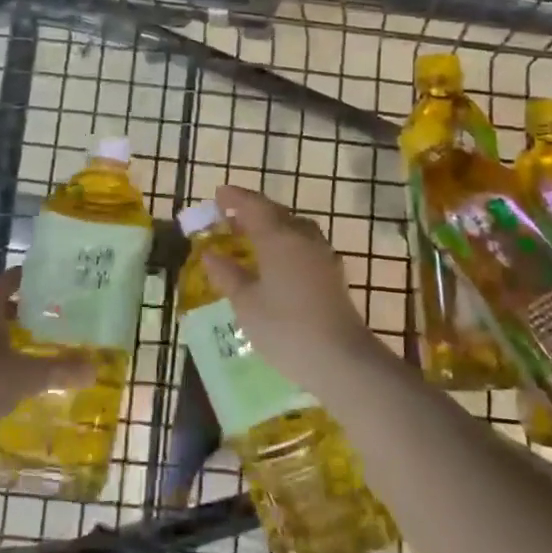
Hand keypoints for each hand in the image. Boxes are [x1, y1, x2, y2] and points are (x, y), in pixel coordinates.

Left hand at [0, 267, 95, 436]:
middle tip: (49, 318)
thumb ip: (58, 371)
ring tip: (30, 348)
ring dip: (4, 337)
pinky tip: (2, 378)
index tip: (50, 278)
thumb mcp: (23, 379)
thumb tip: (94, 368)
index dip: (28, 277)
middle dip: (21, 311)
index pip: (8, 281)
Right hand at [200, 185, 374, 387]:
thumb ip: (227, 275)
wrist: (341, 358)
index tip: (218, 194)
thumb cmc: (285, 328)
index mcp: (278, 237)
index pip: (253, 205)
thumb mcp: (246, 303)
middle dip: (252, 211)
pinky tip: (276, 262)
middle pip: (276, 212)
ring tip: (251, 239)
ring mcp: (322, 254)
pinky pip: (304, 244)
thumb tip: (210, 254)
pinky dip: (285, 243)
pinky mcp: (332, 272)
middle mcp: (302, 237)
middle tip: (229, 218)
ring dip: (271, 226)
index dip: (234, 198)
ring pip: (293, 227)